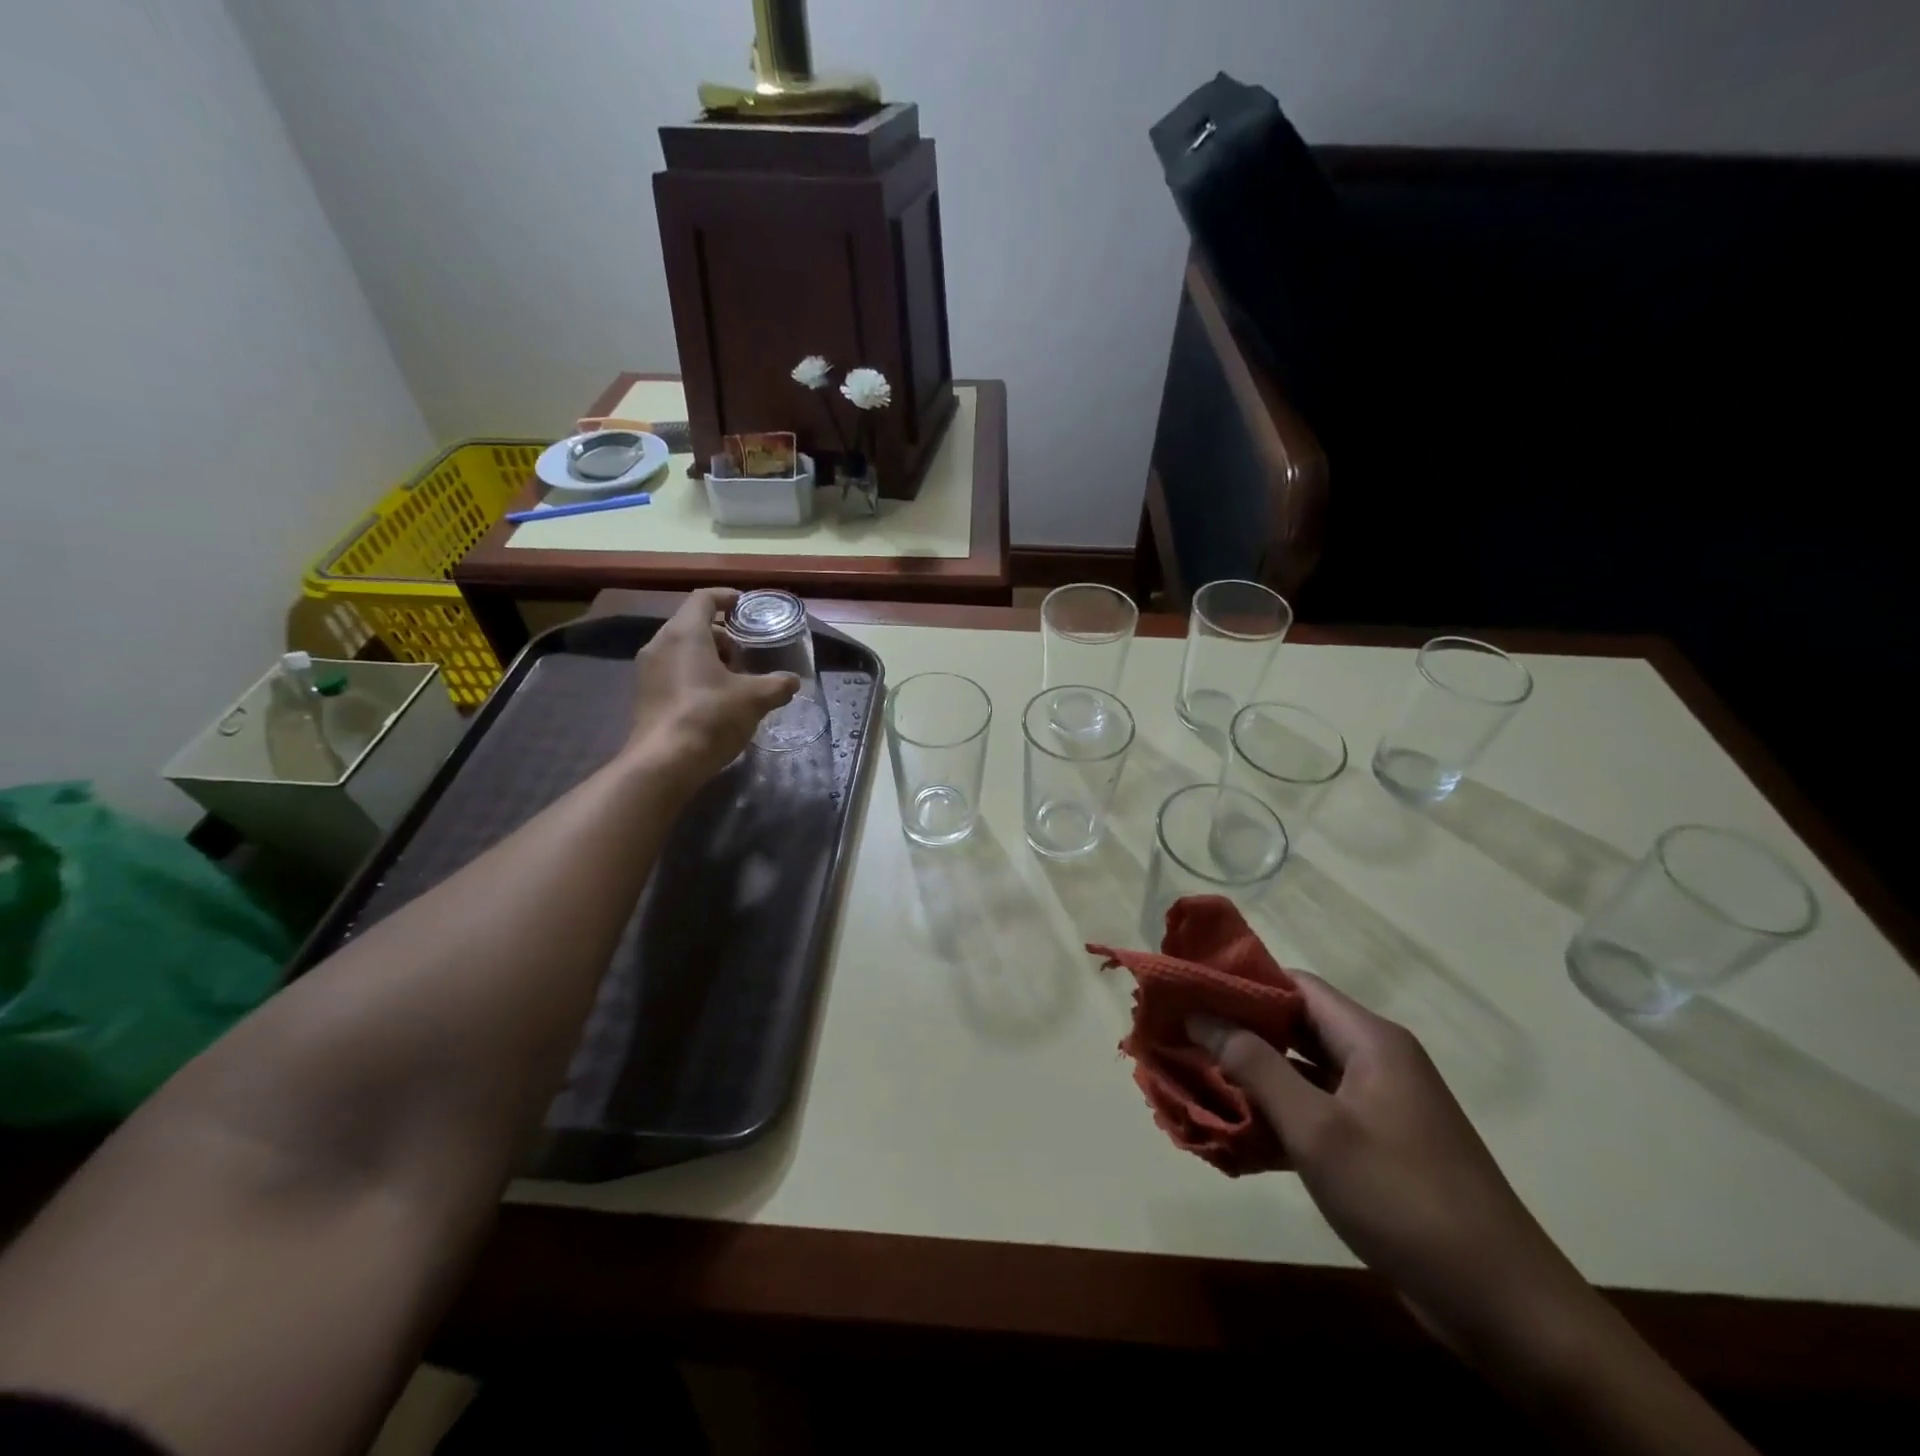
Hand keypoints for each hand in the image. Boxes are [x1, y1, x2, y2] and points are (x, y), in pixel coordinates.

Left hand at [627, 588, 798, 780]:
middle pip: (693, 625)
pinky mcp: (645, 695)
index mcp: (685, 633)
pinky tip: (715, 701)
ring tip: (735, 680)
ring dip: (709, 658)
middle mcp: (660, 644)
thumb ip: (777, 685)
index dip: (727, 597)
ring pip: (682, 650)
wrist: (665, 762)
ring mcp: (648, 671)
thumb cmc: (710, 717)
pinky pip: (673, 672)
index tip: (745, 606)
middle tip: (747, 655)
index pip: (704, 598)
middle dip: (723, 636)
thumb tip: (793, 681)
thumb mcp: (755, 699)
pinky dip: (695, 675)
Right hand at [1189, 976, 1596, 1365]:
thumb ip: (1255, 1066)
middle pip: (1296, 1025)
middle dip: (1239, 1030)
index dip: (1241, 982)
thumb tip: (1201, 1015)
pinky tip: (1236, 1133)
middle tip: (1183, 1035)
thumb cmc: (1403, 1198)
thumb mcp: (1317, 1130)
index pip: (1295, 985)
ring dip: (1254, 1076)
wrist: (1504, 1306)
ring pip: (1302, 1071)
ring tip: (1195, 1078)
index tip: (1189, 991)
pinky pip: (1316, 1111)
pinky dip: (1278, 1115)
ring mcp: (1379, 1105)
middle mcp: (1376, 1060)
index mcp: (1369, 1040)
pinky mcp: (1379, 1146)